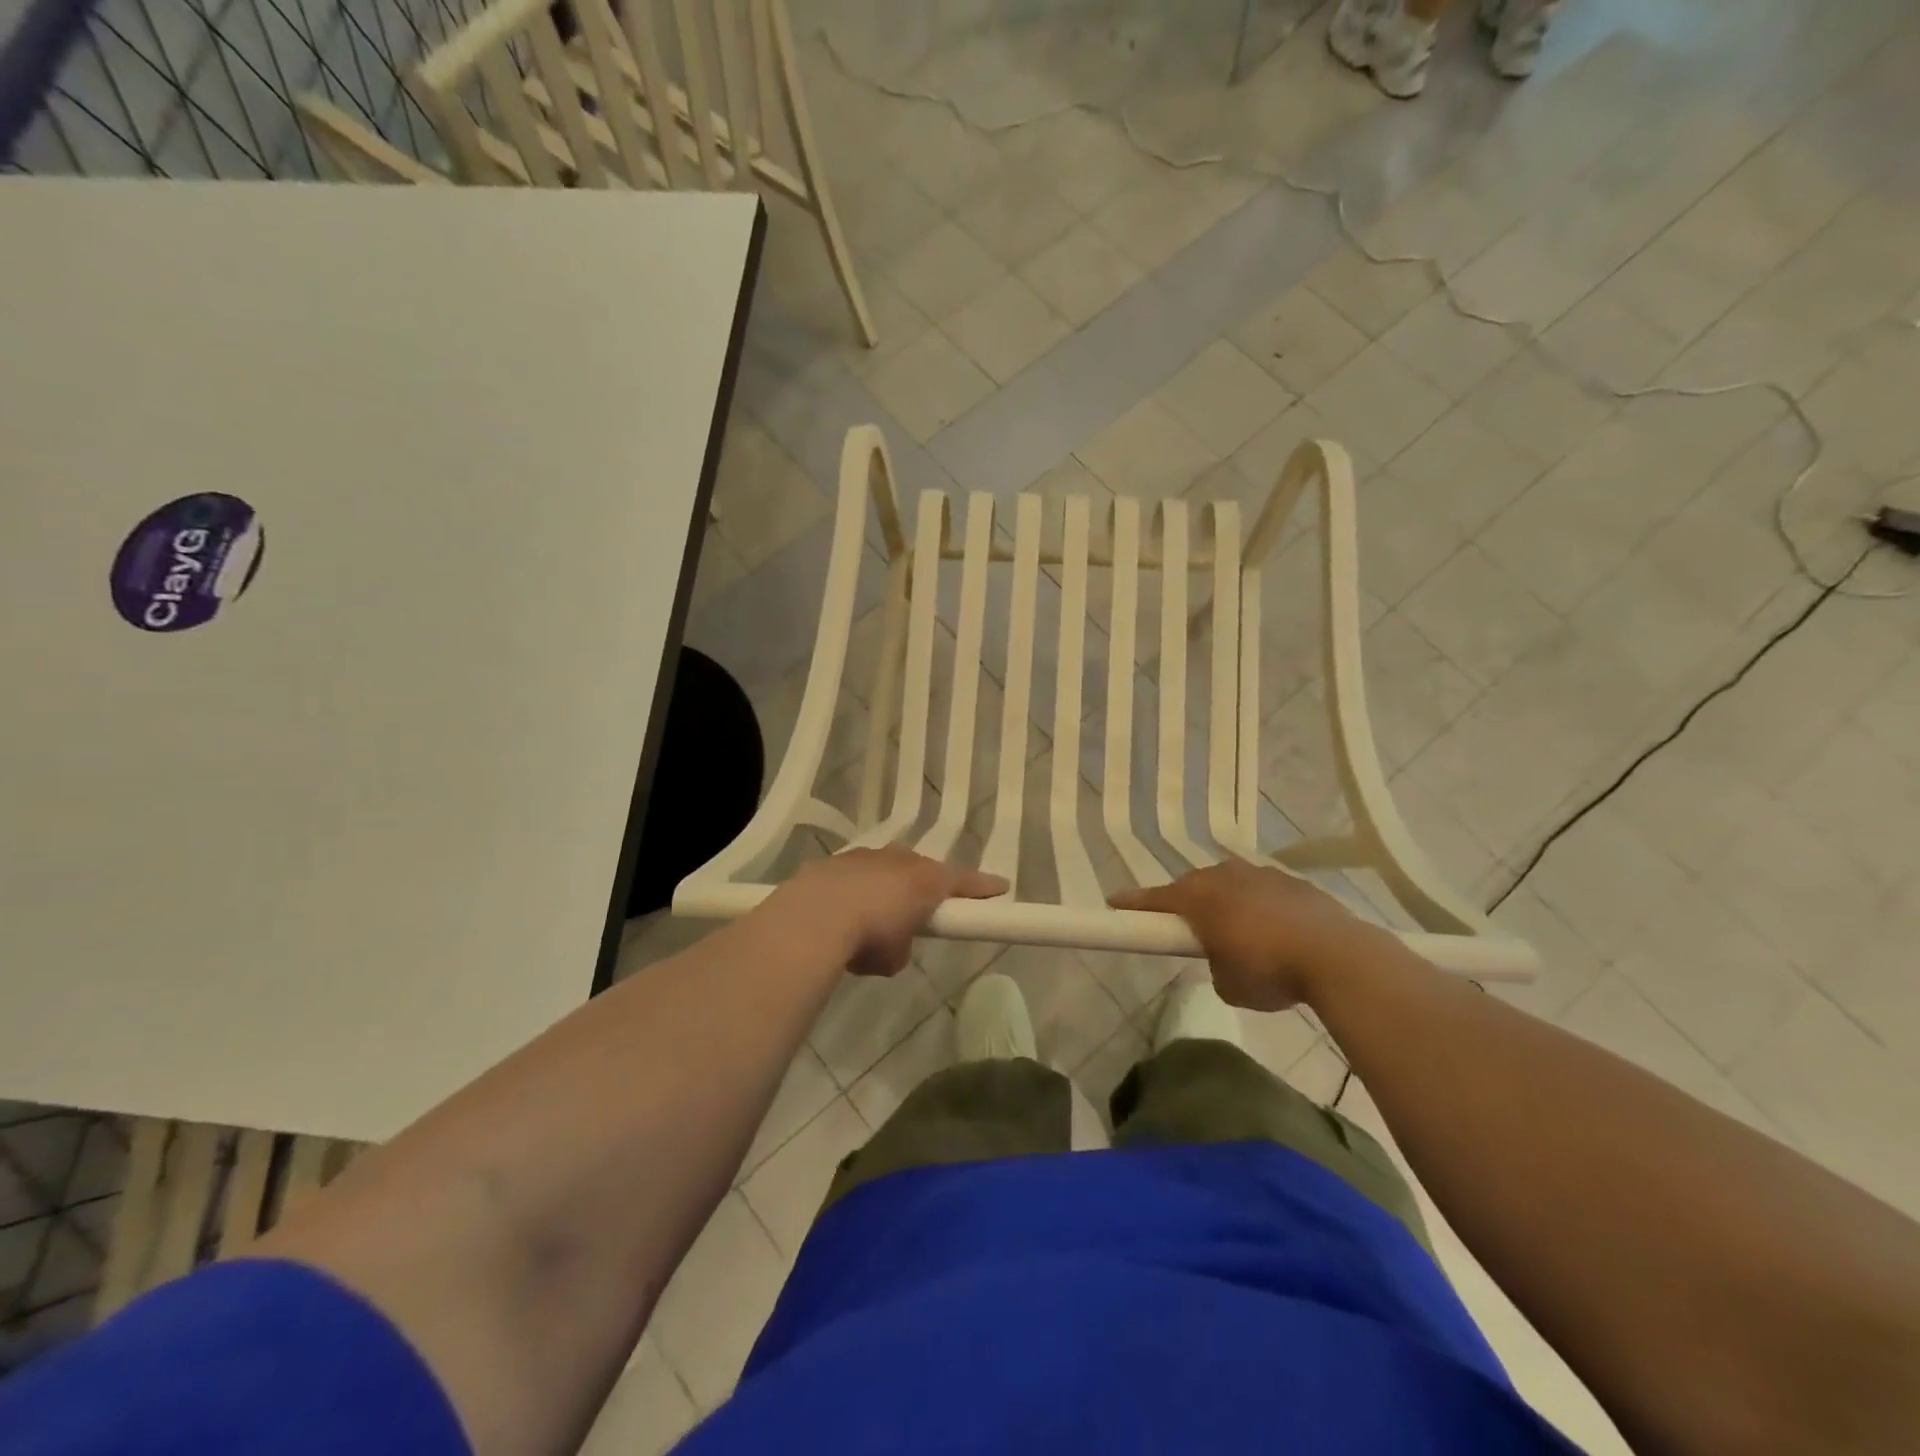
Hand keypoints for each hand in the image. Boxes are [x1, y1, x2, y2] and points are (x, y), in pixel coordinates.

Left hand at [774, 846, 1006, 977]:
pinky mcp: (833, 862)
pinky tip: (839, 914)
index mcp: (927, 879)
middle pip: (921, 871)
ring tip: (871, 918)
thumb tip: (891, 944)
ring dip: (884, 889)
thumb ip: (902, 945)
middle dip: (923, 888)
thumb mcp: (895, 956)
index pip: (965, 882)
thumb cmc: (869, 936)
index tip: (1001, 886)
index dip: (983, 887)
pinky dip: (852, 892)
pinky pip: (853, 876)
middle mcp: (900, 860)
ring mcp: (865, 857)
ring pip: (884, 870)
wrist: (814, 917)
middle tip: (920, 910)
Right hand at [1110, 860, 1381, 1010]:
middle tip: (1187, 928)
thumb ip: (1215, 965)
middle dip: (1187, 904)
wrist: (1337, 956)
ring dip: (1226, 903)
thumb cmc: (1269, 970)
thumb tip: (1225, 958)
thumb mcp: (1228, 985)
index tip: (1114, 903)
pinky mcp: (1293, 882)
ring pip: (1230, 884)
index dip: (1133, 904)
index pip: (1155, 899)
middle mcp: (1225, 876)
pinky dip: (1259, 906)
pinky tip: (1274, 930)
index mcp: (1200, 897)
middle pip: (1194, 887)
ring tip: (1237, 932)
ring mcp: (1261, 874)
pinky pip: (1263, 891)